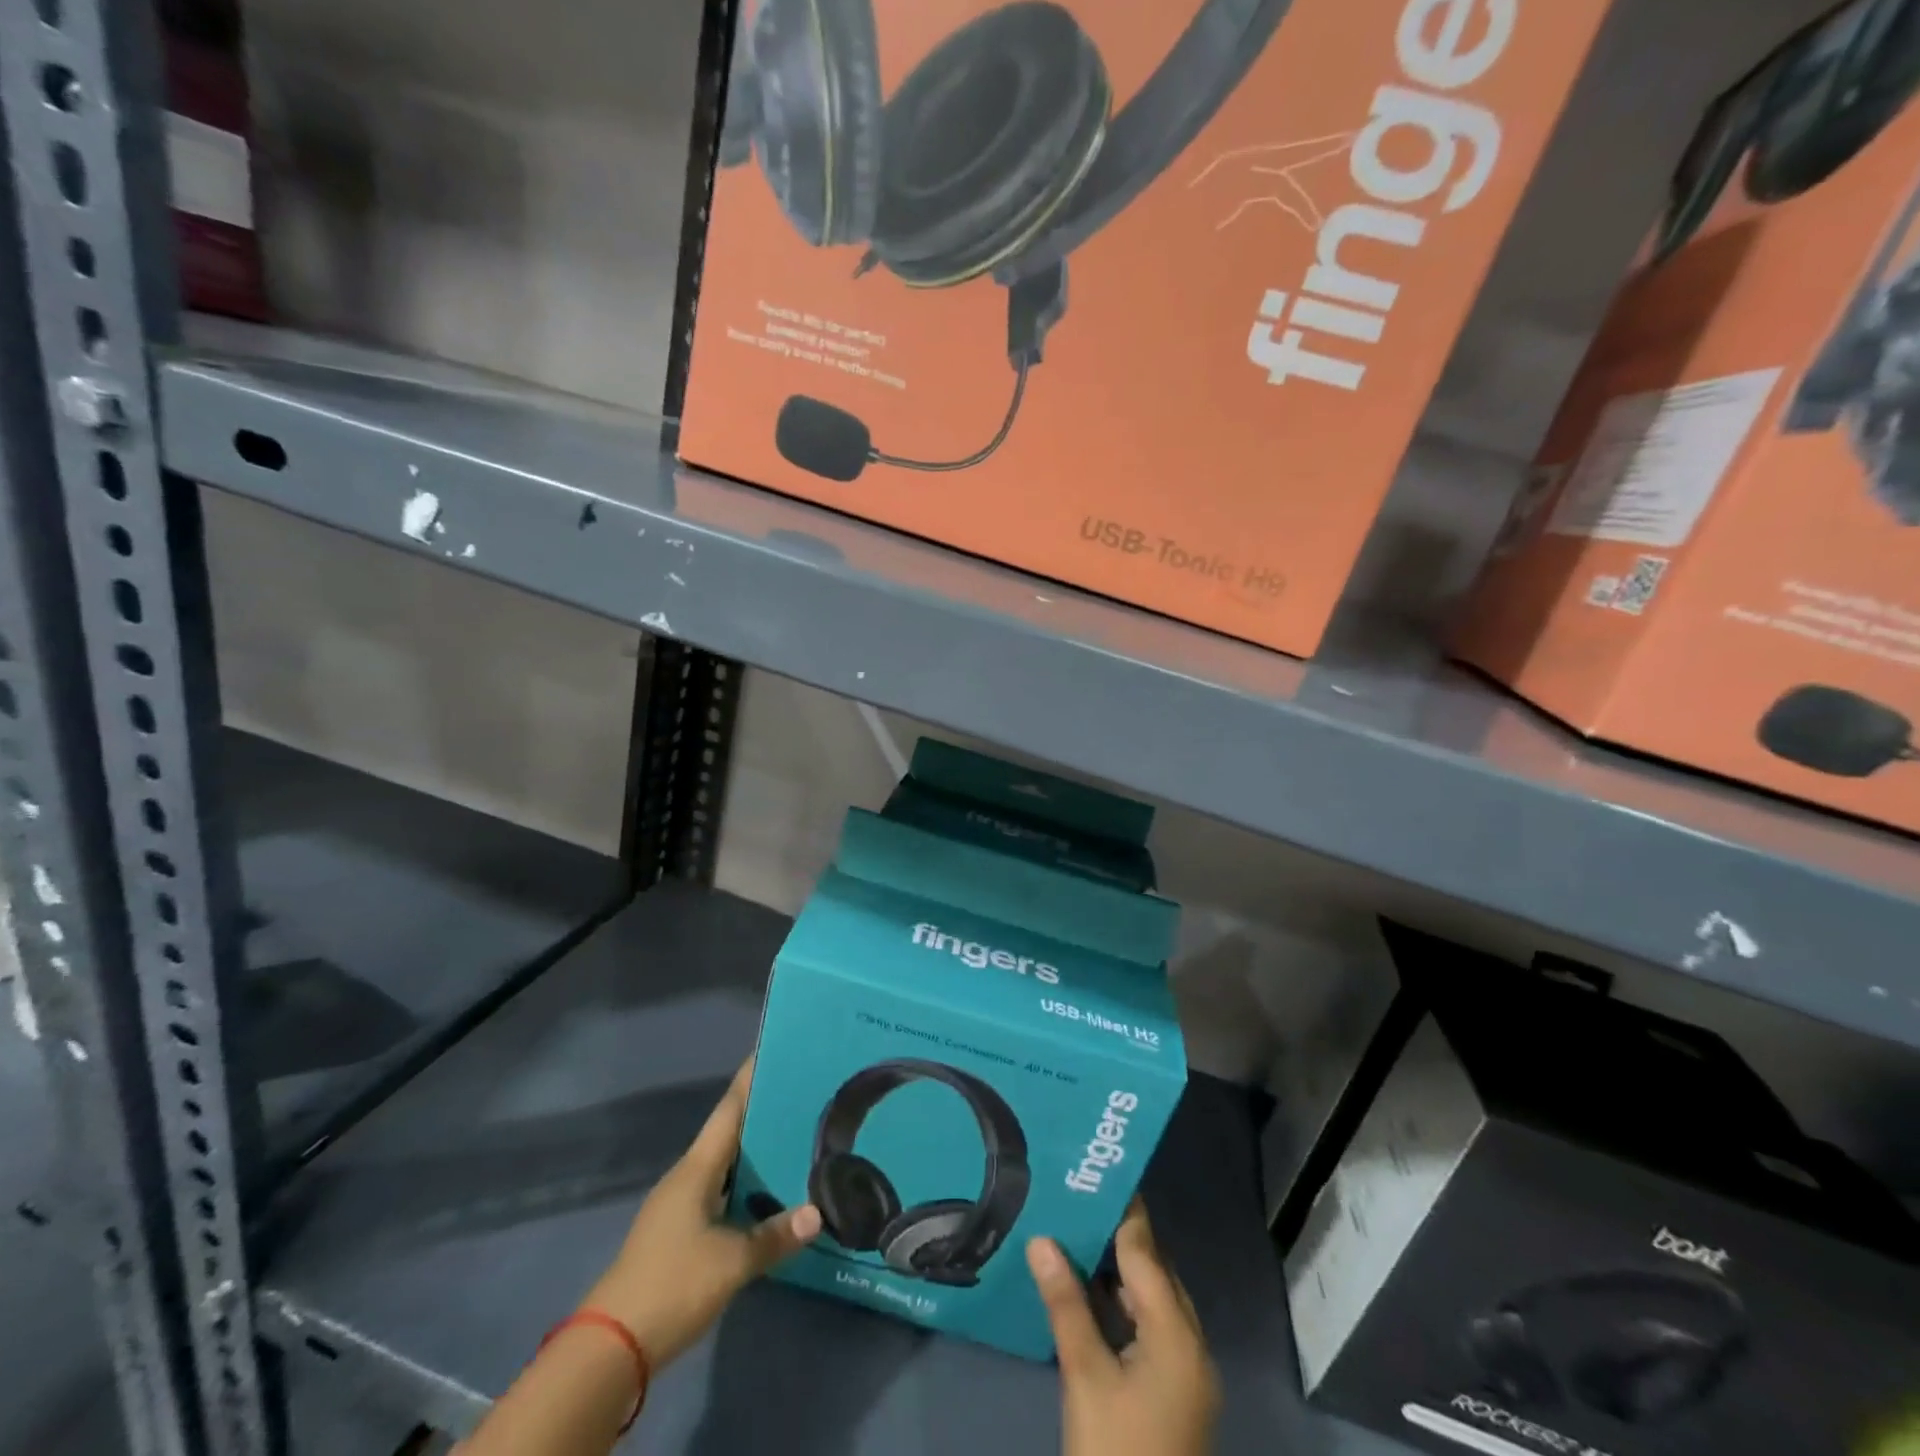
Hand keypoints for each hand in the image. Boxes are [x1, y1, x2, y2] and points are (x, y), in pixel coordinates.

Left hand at [583, 1059, 820, 1367]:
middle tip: (802, 1096)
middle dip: (762, 1113)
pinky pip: (720, 1194)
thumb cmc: (672, 1284)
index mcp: (696, 1169)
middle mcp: (687, 1178)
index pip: (729, 1110)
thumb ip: (775, 1235)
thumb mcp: (732, 1261)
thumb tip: (818, 1213)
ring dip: (755, 1152)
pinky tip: (770, 1194)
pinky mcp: (679, 1236)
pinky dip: (746, 1186)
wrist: (611, 1348)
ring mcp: (680, 1207)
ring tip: (796, 1138)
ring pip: (725, 1166)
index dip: (750, 1078)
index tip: (773, 1049)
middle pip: (729, 1133)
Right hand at [1028, 1201, 1220, 1455]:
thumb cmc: (1116, 1454)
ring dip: (1118, 1271)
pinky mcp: (1174, 1393)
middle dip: (1116, 1236)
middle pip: (1153, 1271)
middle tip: (1075, 1199)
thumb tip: (1042, 1239)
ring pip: (1151, 1300)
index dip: (1121, 1210)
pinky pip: (1149, 1328)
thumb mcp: (1085, 1376)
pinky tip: (1088, 1293)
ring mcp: (1185, 1372)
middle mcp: (1190, 1344)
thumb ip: (1065, 1303)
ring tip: (1074, 1234)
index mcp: (1177, 1334)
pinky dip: (1121, 1305)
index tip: (1094, 1172)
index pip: (1145, 1251)